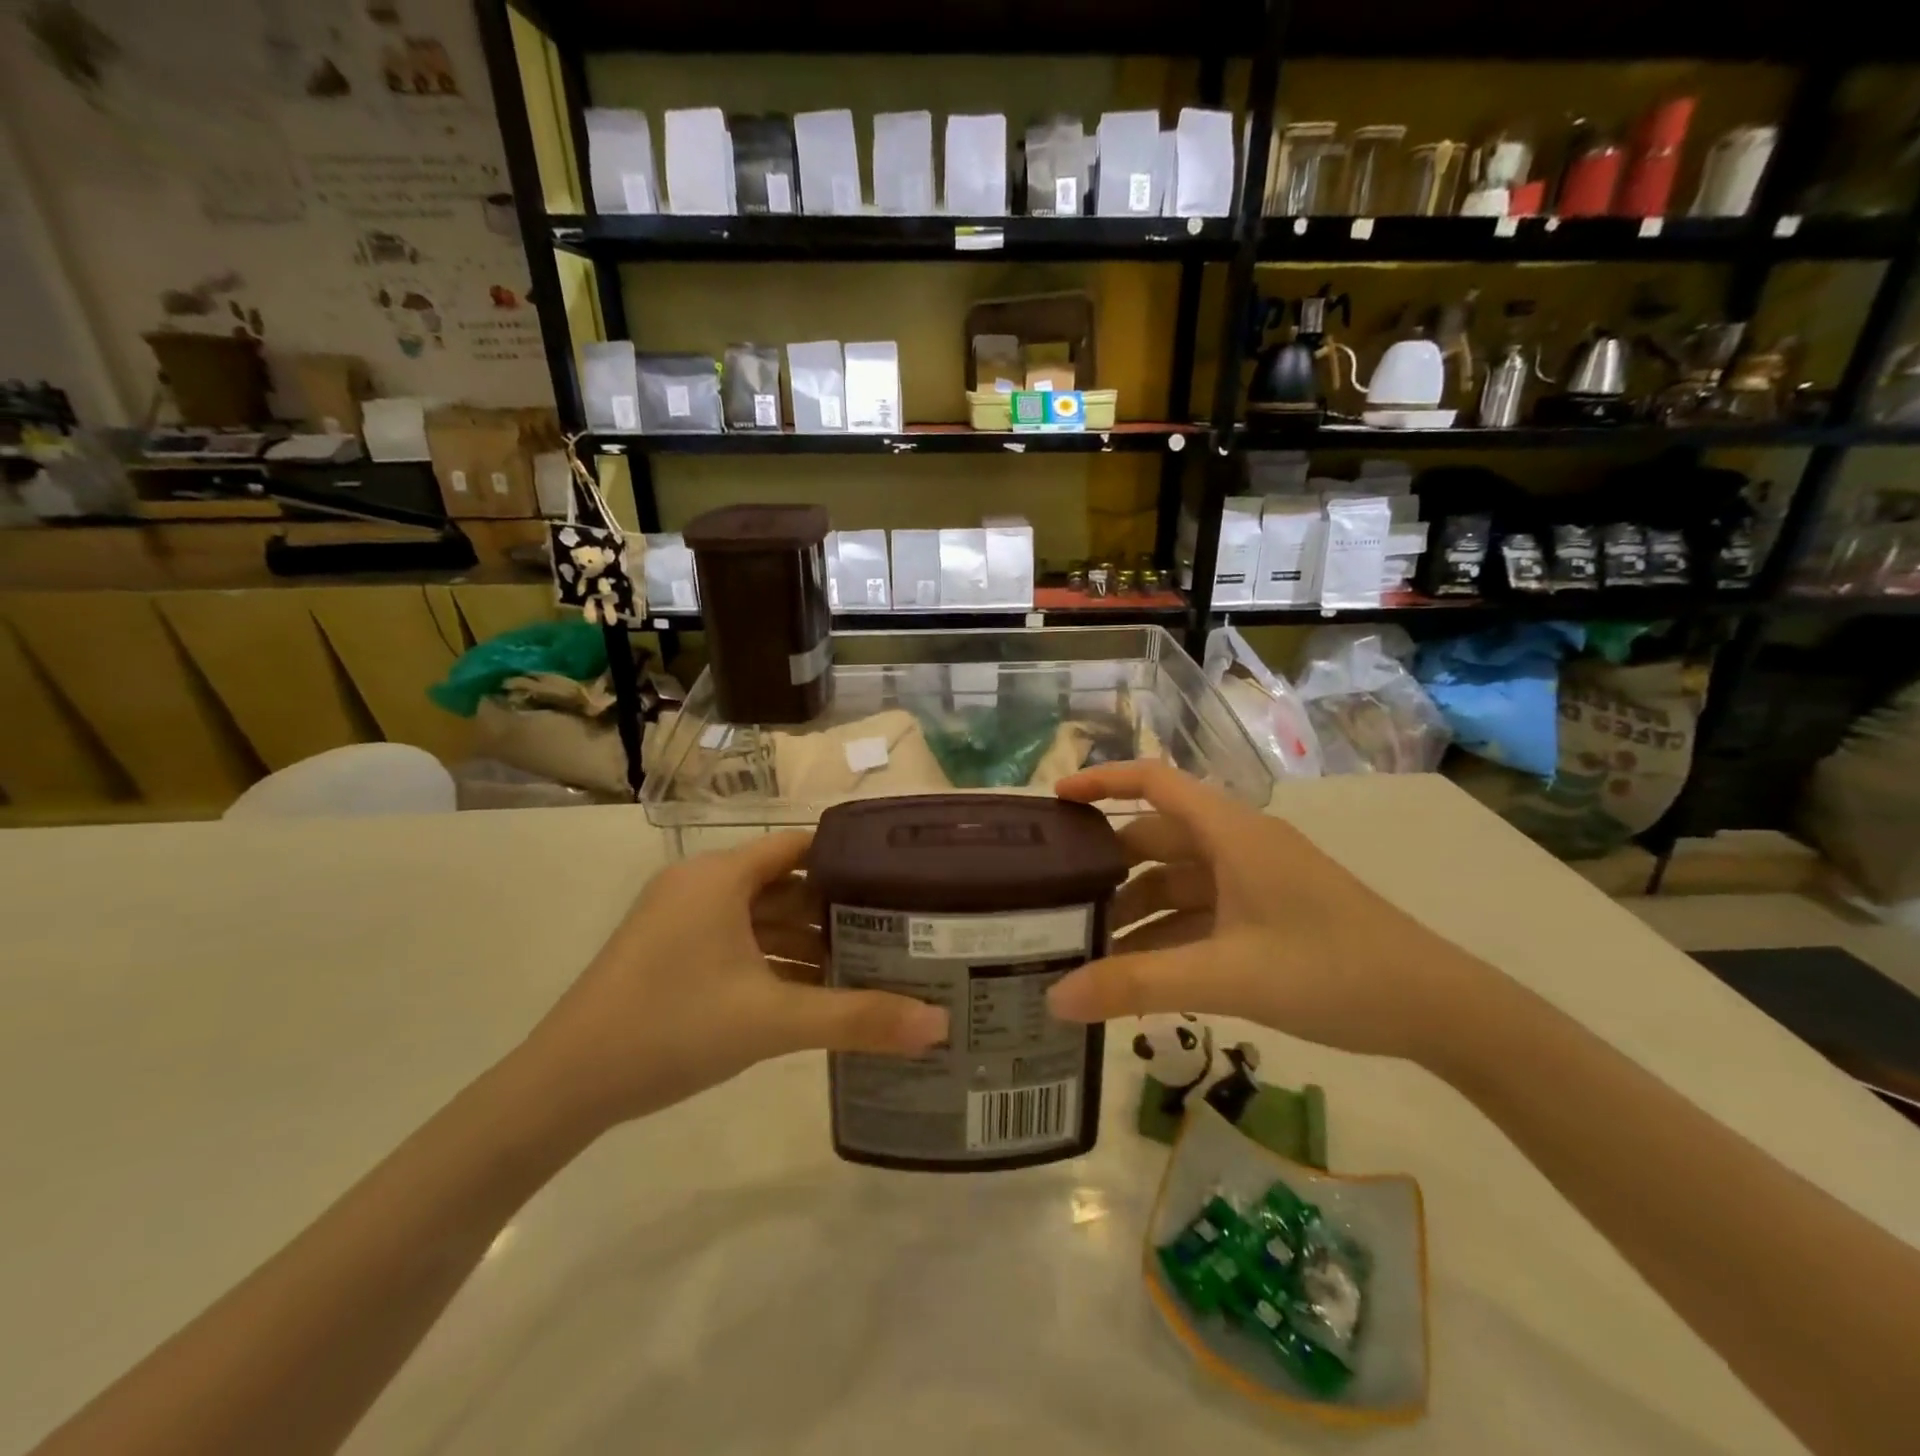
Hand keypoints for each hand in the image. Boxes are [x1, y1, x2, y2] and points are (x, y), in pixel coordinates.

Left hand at [514, 832, 947, 1137]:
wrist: (562, 1086)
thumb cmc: (670, 1028)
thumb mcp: (772, 1021)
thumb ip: (857, 1019)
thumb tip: (939, 1025)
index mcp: (720, 877)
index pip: (800, 845)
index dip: (850, 858)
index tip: (900, 877)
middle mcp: (700, 886)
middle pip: (785, 883)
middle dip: (836, 907)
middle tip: (896, 926)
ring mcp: (680, 921)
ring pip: (760, 917)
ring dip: (806, 939)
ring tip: (866, 961)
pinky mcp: (670, 953)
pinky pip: (737, 942)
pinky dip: (774, 959)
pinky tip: (812, 990)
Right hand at [1045, 762, 1490, 1062]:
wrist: (1438, 1010)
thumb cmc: (1331, 971)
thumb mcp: (1225, 977)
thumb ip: (1136, 985)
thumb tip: (1055, 999)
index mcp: (1231, 832)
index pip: (1154, 782)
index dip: (1102, 781)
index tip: (1054, 800)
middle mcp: (1239, 845)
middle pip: (1158, 838)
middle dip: (1108, 868)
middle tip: (1056, 899)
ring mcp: (1256, 882)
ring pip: (1179, 882)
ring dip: (1137, 910)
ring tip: (1088, 950)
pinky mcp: (1269, 915)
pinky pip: (1203, 914)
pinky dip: (1168, 935)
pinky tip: (1139, 974)